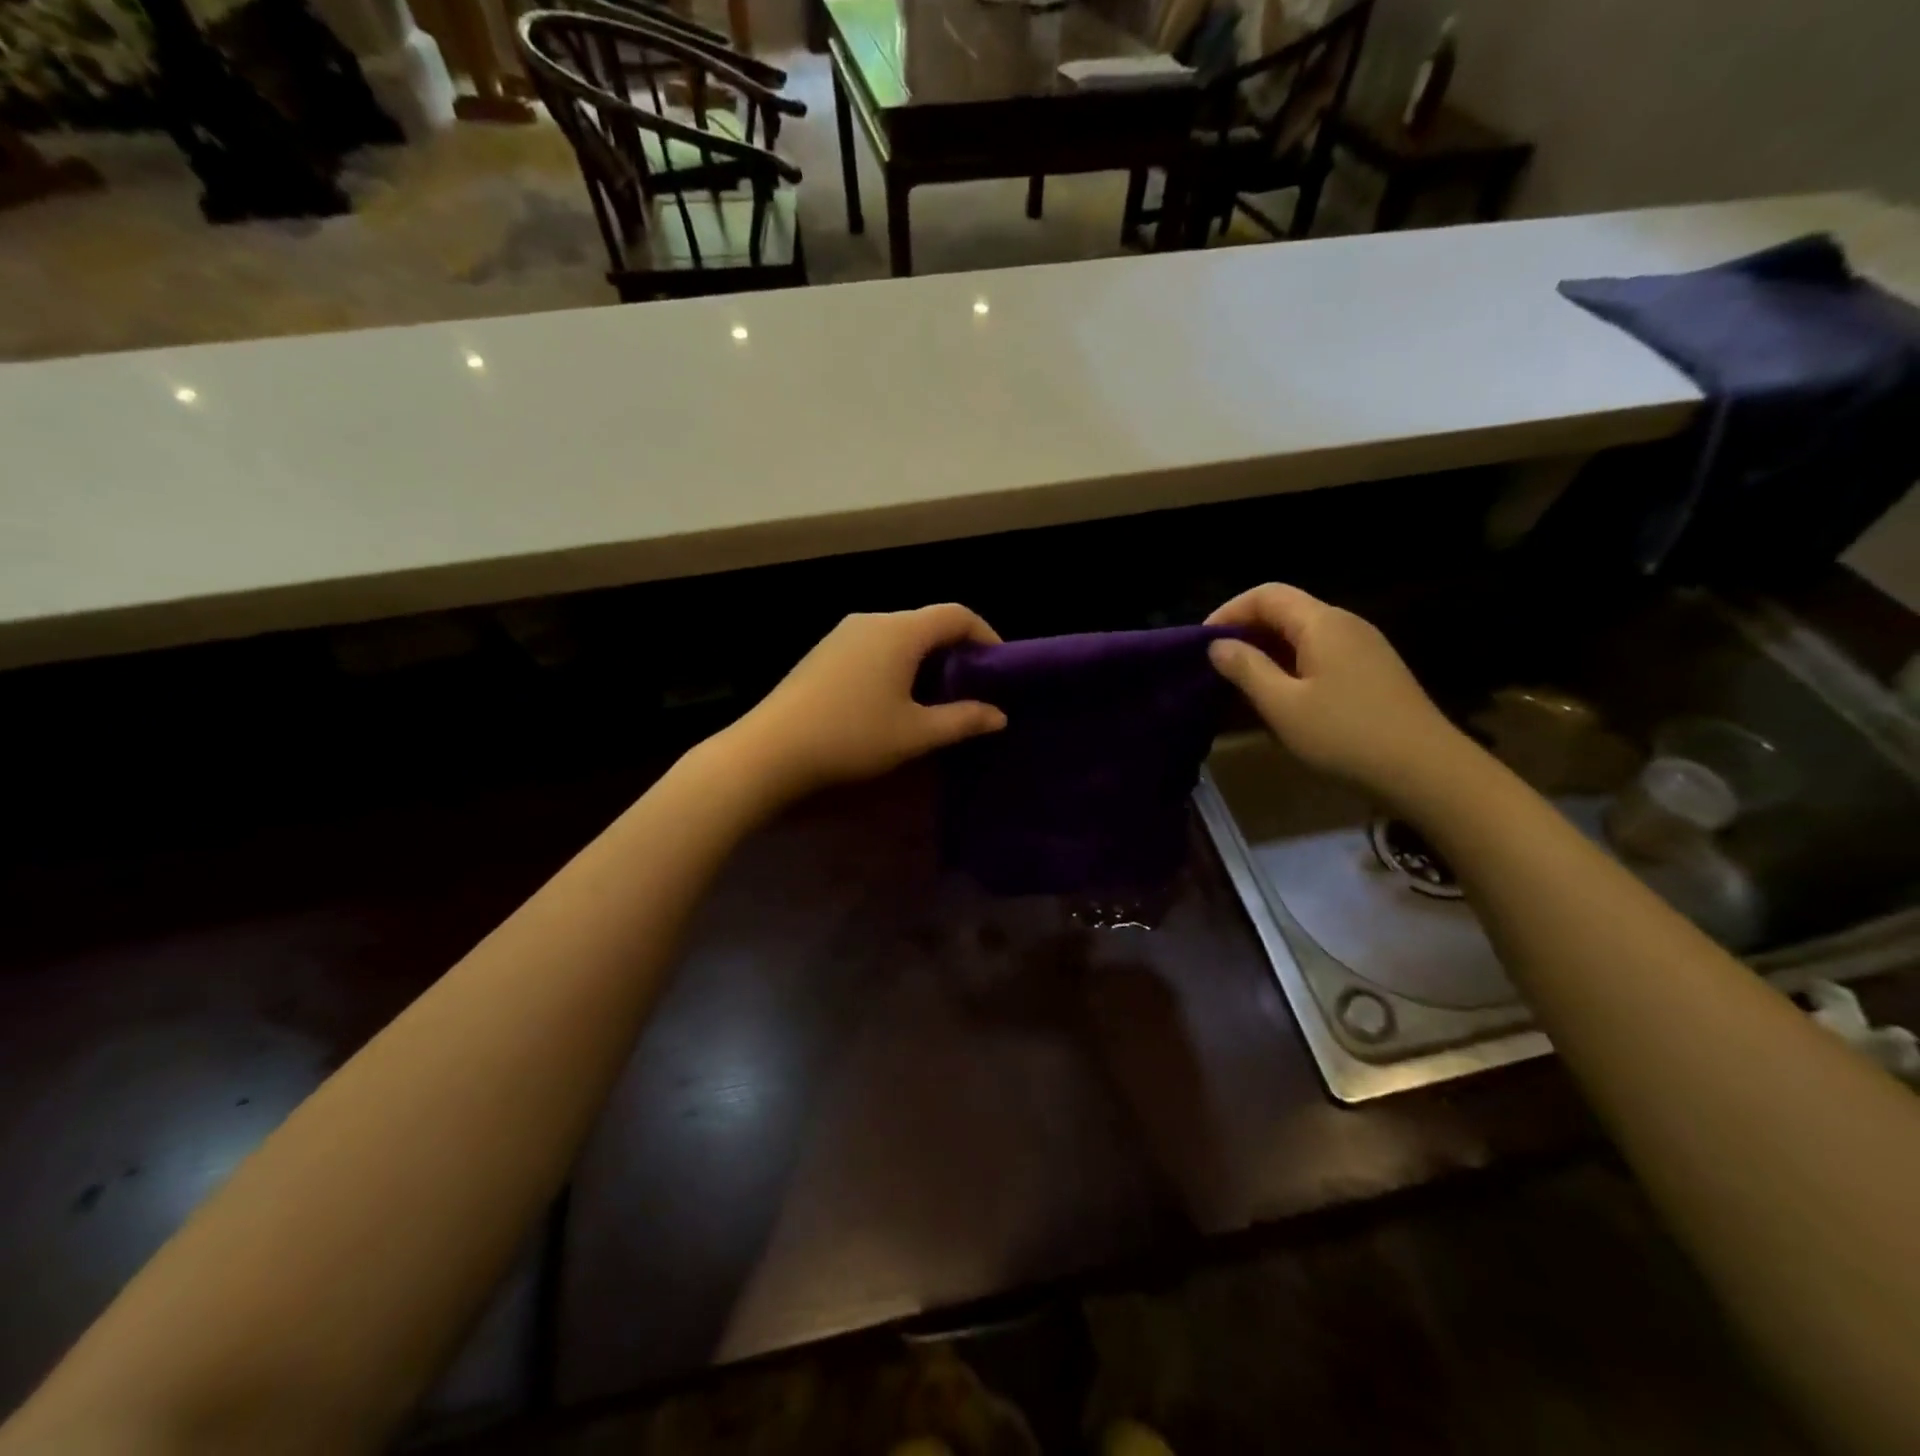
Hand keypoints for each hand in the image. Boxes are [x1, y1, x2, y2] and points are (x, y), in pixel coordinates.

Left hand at [724, 604, 1007, 803]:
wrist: (771, 749)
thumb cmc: (852, 737)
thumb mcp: (915, 734)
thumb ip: (962, 720)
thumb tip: (999, 715)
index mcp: (900, 631)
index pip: (956, 614)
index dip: (985, 634)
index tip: (999, 666)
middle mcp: (872, 620)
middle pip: (927, 622)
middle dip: (956, 650)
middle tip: (973, 687)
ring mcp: (843, 634)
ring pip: (899, 635)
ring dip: (925, 659)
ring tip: (937, 697)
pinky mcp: (824, 652)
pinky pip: (874, 646)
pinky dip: (897, 663)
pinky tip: (894, 698)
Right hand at [1206, 583, 1474, 806]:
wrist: (1426, 771)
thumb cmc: (1346, 735)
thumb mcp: (1283, 705)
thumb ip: (1246, 669)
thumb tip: (1217, 645)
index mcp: (1322, 623)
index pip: (1266, 594)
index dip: (1229, 612)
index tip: (1202, 644)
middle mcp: (1345, 624)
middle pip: (1286, 611)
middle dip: (1246, 631)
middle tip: (1216, 666)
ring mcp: (1364, 647)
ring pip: (1303, 635)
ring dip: (1267, 651)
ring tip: (1241, 683)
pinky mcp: (1373, 672)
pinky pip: (1321, 654)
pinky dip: (1291, 665)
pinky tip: (1282, 697)